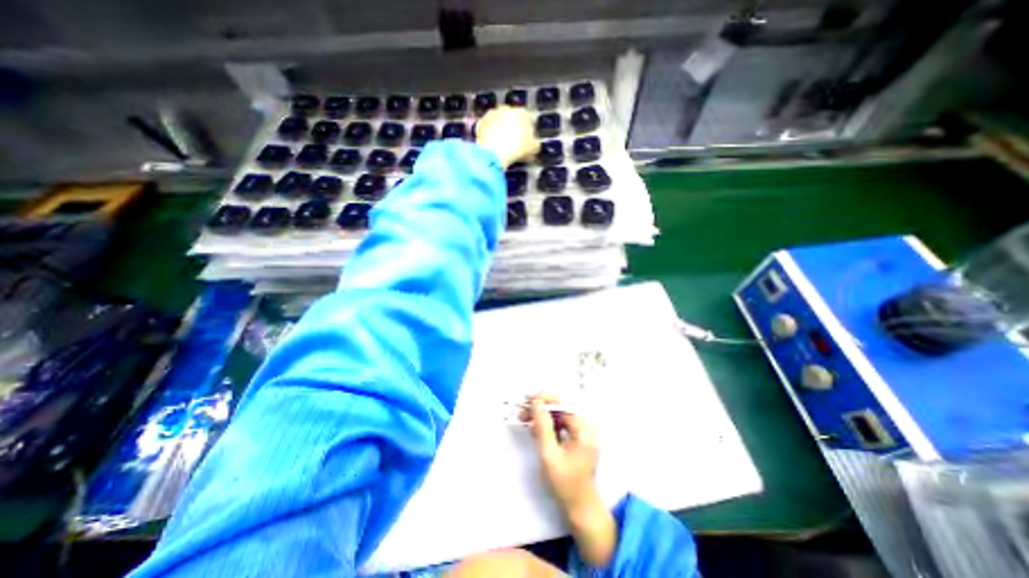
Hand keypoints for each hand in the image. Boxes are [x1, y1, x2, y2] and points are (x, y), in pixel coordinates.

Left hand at [474, 105, 537, 165]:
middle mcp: (506, 108)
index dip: (527, 132)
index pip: (527, 119)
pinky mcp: (480, 123)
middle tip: (514, 144)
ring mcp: (492, 114)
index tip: (526, 142)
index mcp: (522, 112)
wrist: (495, 152)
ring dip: (500, 131)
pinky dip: (490, 136)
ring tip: (502, 146)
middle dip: (512, 129)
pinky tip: (493, 147)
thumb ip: (534, 143)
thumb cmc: (517, 148)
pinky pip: (487, 129)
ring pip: (498, 123)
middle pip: (511, 119)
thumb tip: (534, 144)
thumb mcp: (533, 148)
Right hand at [524, 392, 618, 568]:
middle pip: (561, 408)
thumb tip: (536, 402)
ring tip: (525, 419)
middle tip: (522, 411)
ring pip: (559, 416)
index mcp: (583, 429)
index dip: (545, 399)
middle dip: (541, 408)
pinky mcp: (576, 439)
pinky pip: (560, 425)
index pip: (563, 404)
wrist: (580, 508)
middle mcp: (585, 427)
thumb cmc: (565, 483)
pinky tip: (534, 429)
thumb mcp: (549, 454)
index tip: (528, 400)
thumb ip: (542, 426)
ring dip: (542, 416)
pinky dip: (547, 425)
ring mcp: (581, 433)